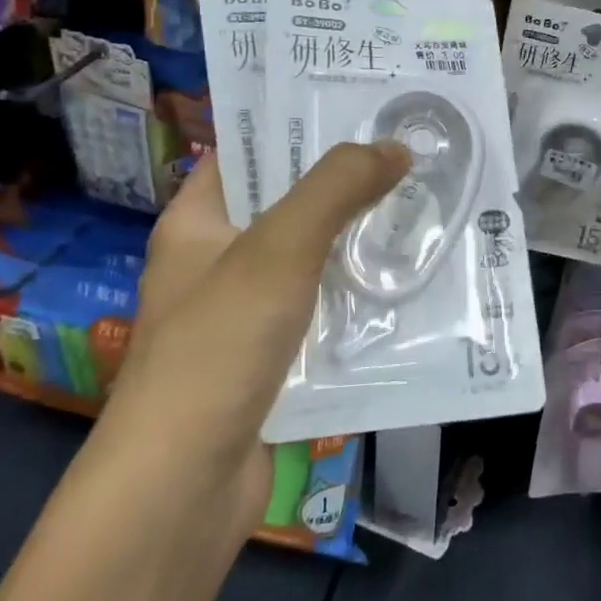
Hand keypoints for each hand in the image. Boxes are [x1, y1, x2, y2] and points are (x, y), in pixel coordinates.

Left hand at [102, 141, 409, 526]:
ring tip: (420, 209)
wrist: (180, 493)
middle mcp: (215, 263)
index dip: (295, 125)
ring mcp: (242, 317)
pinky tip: (404, 286)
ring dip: (356, 242)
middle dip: (344, 183)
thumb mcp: (280, 248)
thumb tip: (395, 147)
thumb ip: (337, 188)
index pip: (245, 152)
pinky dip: (355, 299)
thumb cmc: (218, 347)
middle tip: (408, 153)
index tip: (359, 107)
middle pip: (286, 204)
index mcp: (196, 223)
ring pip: (310, 261)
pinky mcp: (270, 362)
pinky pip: (320, 313)